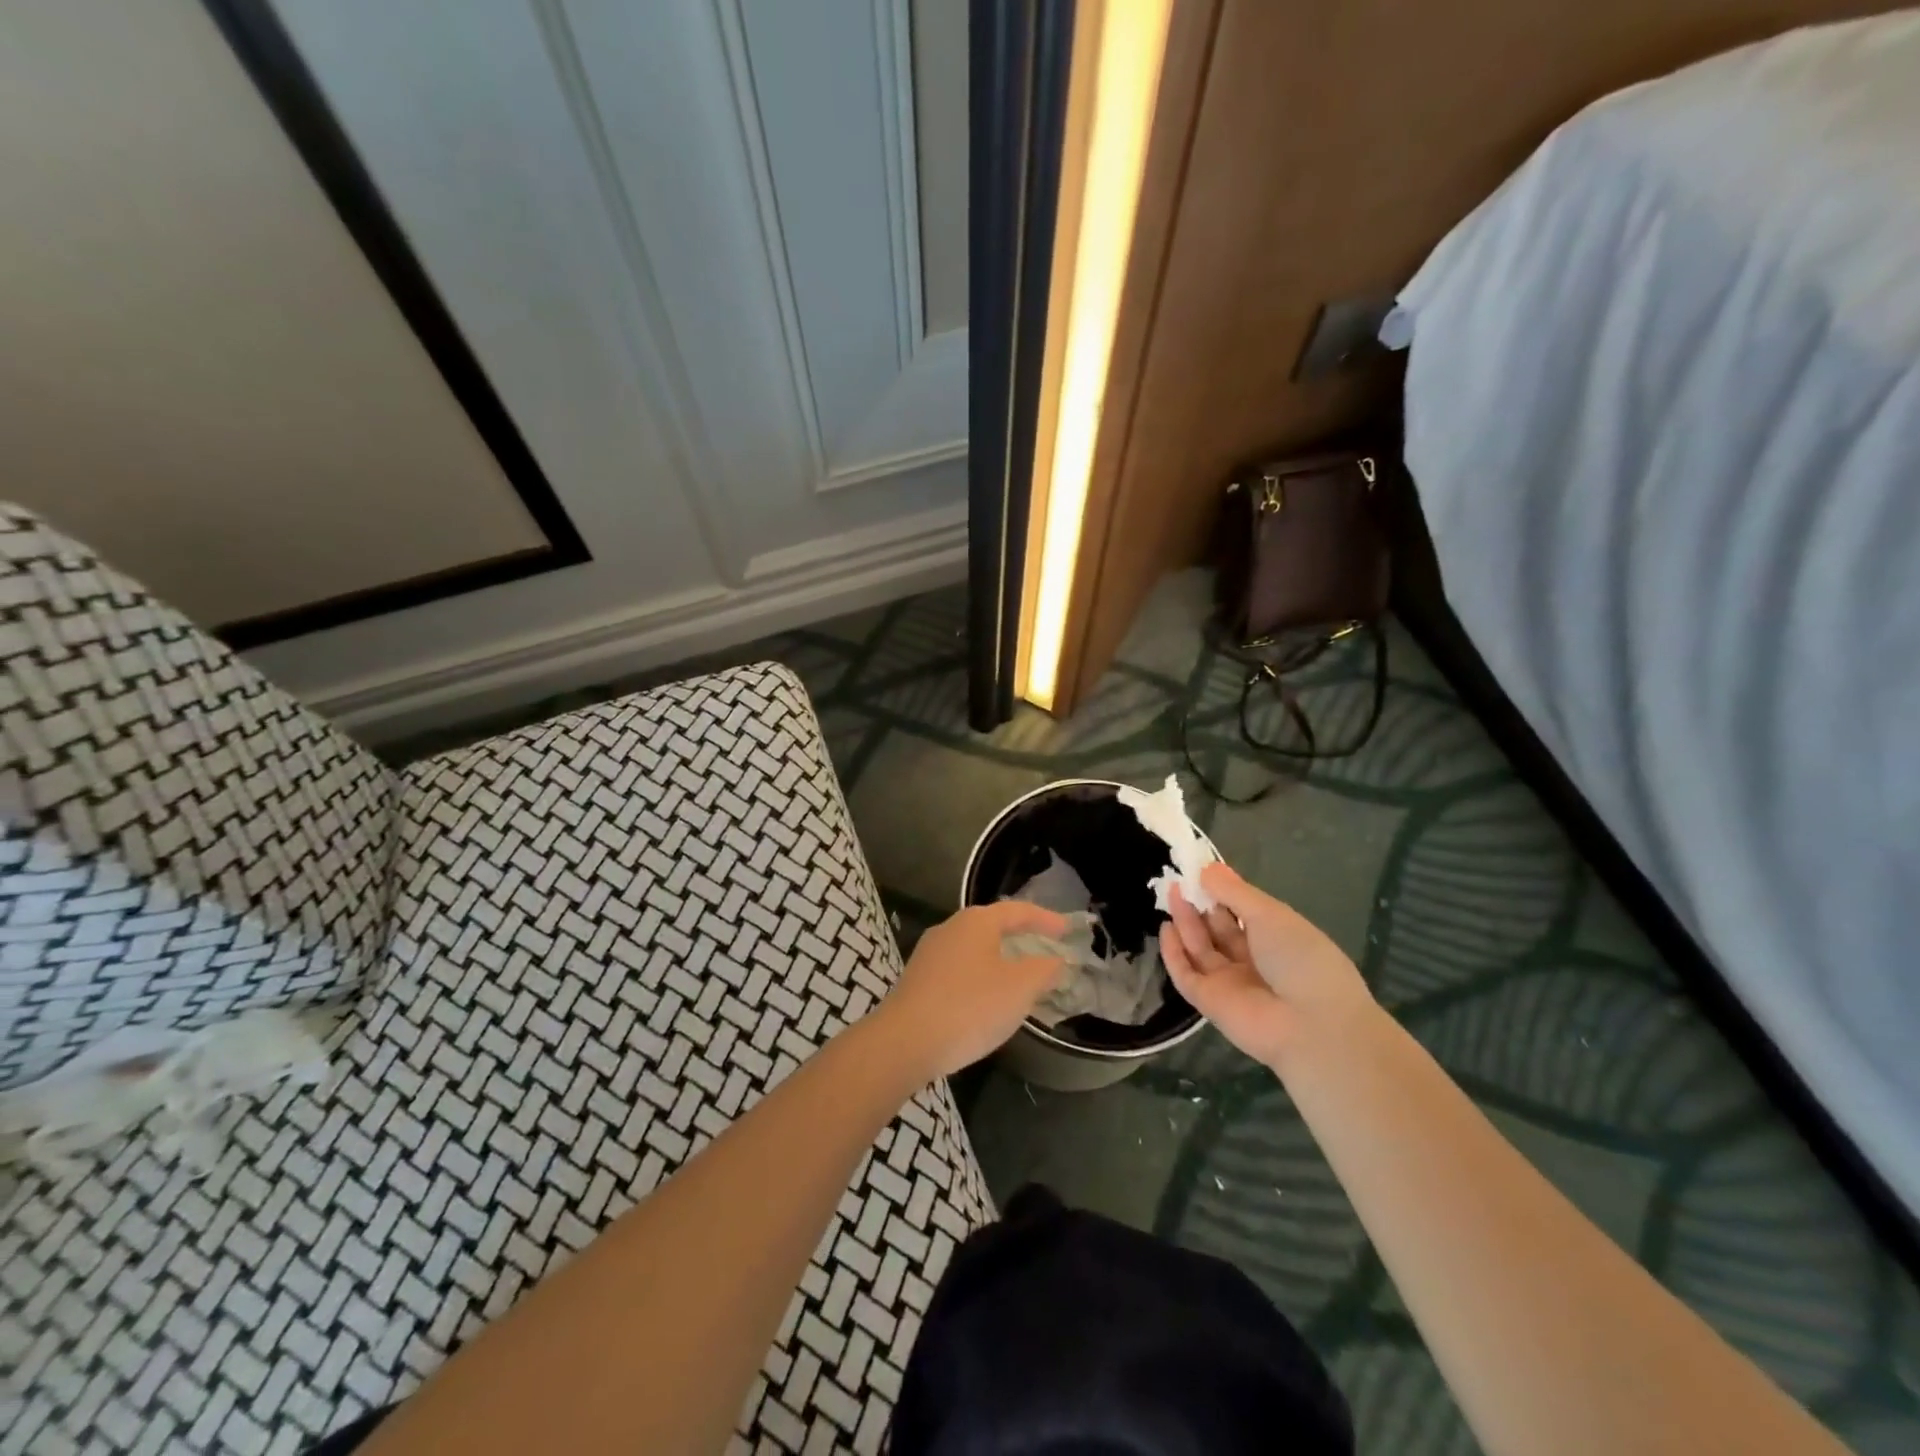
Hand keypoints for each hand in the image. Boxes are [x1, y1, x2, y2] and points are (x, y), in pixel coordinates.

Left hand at [878, 901, 1069, 1077]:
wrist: (904, 1042)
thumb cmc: (970, 1006)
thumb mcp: (1019, 988)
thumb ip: (1044, 970)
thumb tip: (1056, 960)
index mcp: (976, 922)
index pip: (1017, 911)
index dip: (1045, 919)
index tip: (1067, 930)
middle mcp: (950, 929)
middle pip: (992, 926)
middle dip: (1020, 937)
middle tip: (1044, 949)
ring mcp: (929, 955)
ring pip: (974, 950)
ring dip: (999, 960)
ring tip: (1019, 978)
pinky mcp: (917, 981)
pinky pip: (959, 971)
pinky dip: (980, 978)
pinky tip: (986, 1000)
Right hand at [1159, 862, 1377, 1073]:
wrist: (1311, 1026)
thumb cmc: (1301, 959)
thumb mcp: (1271, 915)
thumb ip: (1234, 892)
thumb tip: (1206, 868)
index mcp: (1277, 939)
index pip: (1242, 912)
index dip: (1222, 891)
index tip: (1200, 870)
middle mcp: (1253, 960)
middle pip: (1218, 929)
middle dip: (1200, 904)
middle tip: (1179, 880)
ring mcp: (1230, 983)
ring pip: (1200, 948)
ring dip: (1186, 922)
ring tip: (1171, 893)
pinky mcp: (1210, 1003)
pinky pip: (1187, 974)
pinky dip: (1174, 953)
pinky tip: (1165, 928)